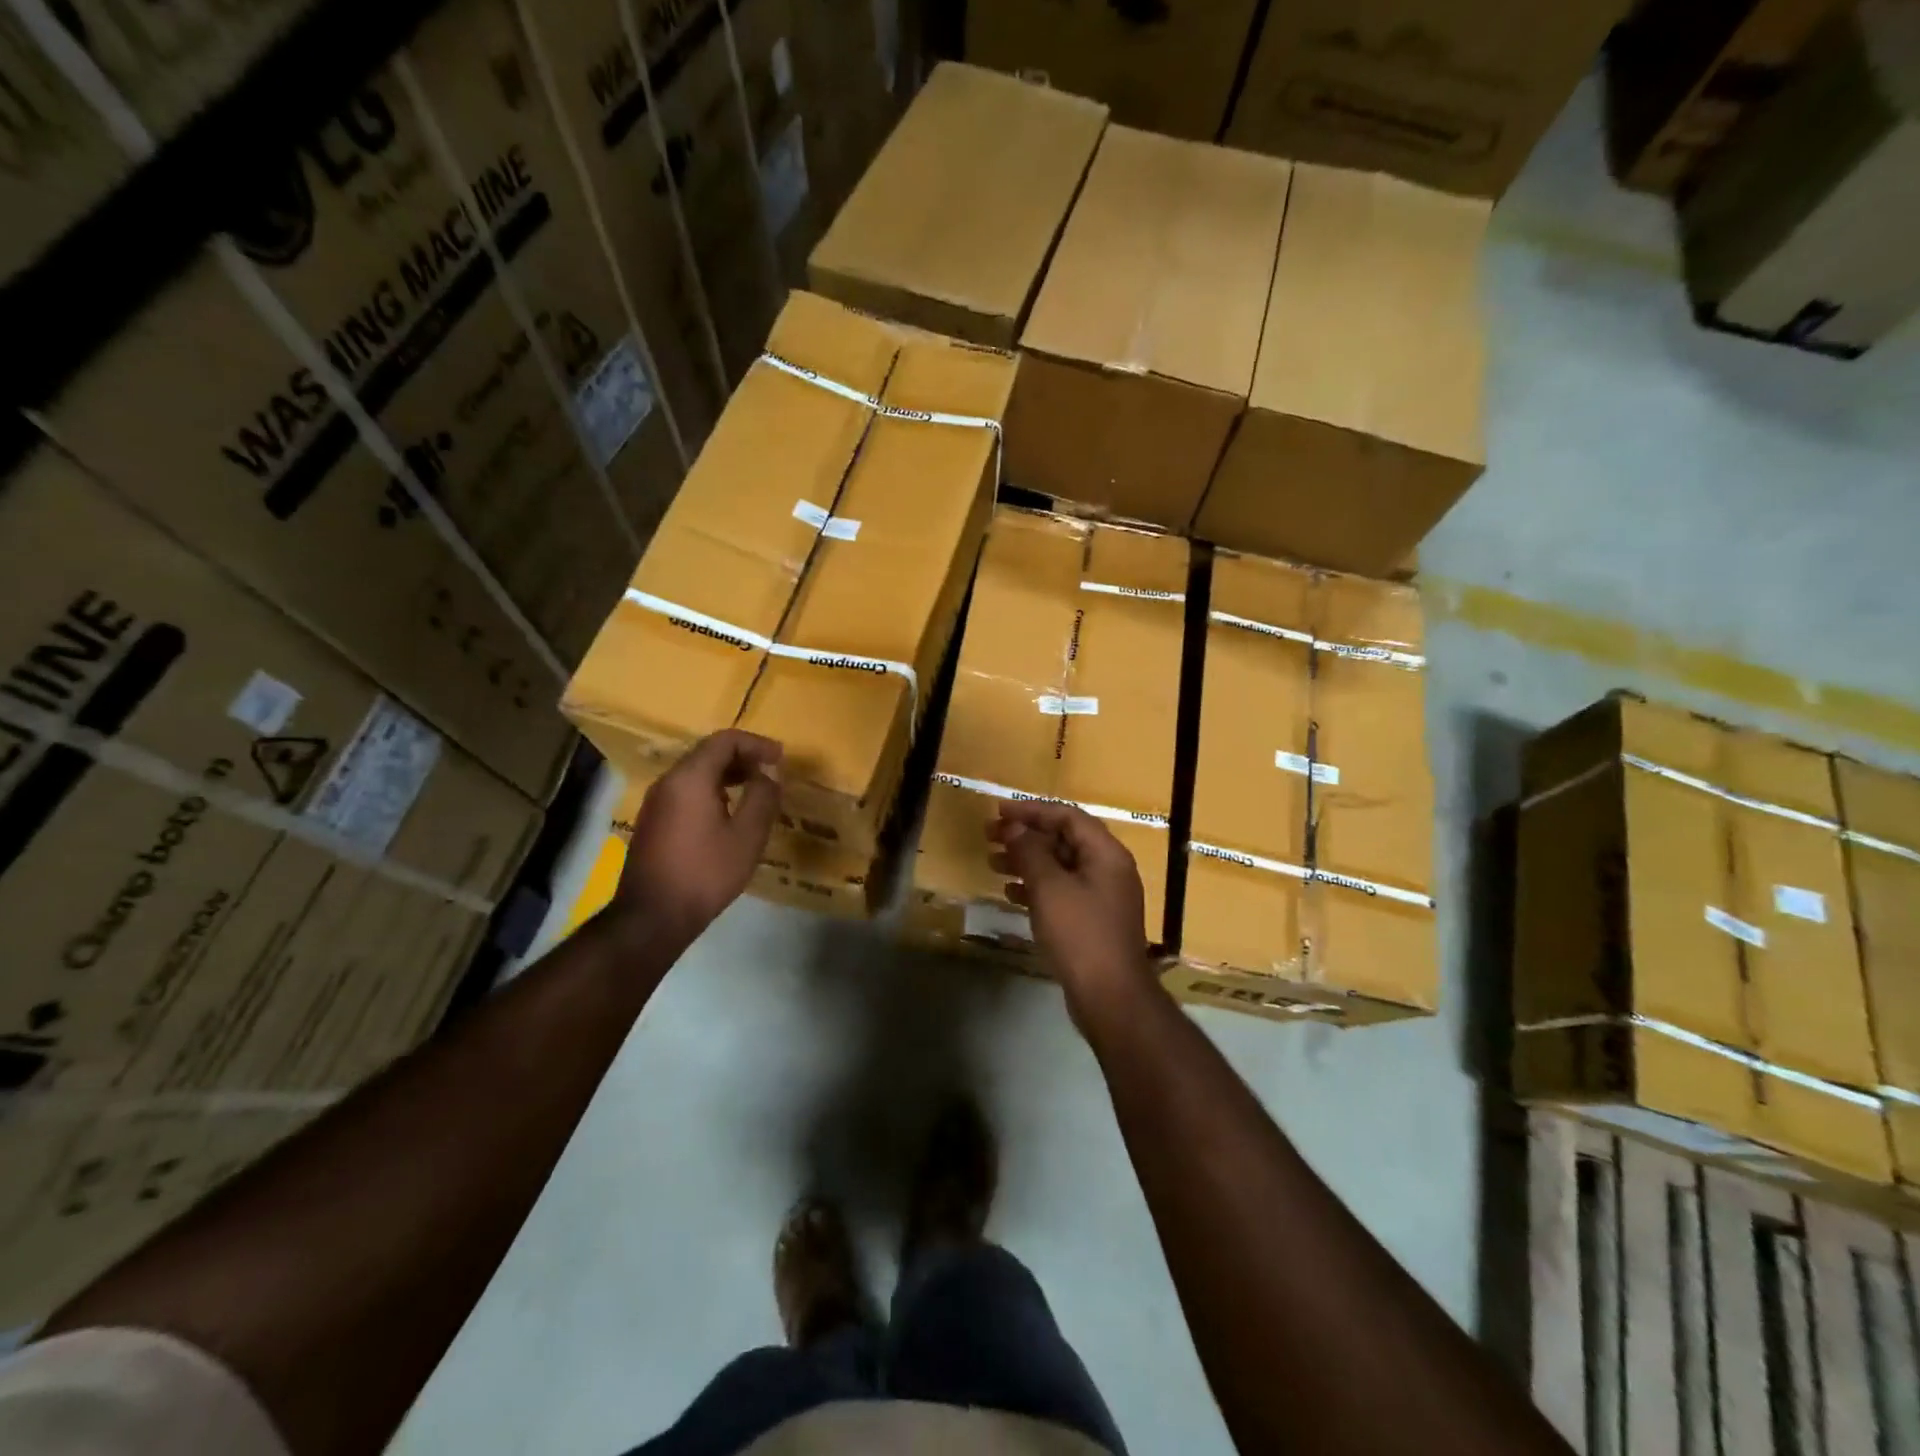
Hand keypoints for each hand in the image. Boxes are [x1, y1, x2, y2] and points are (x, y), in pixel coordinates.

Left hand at [611, 730, 783, 948]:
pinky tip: (729, 813)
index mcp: (690, 778)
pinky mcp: (653, 821)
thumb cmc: (706, 873)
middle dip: (743, 757)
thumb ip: (763, 796)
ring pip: (696, 773)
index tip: (780, 759)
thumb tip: (770, 771)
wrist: (652, 917)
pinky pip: (686, 791)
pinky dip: (712, 790)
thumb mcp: (747, 835)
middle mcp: (668, 781)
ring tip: (755, 791)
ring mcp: (656, 802)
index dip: (757, 744)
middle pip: (708, 753)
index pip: (725, 740)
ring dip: (728, 774)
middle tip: (771, 773)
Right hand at [988, 802, 1155, 1027]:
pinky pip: (1061, 892)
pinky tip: (1010, 894)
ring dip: (1026, 861)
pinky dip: (1036, 888)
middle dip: (1025, 836)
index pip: (1067, 816)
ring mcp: (1101, 896)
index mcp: (1105, 853)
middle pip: (1063, 840)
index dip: (1031, 811)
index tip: (999, 811)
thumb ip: (1030, 852)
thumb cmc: (1080, 934)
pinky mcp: (1092, 921)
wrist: (1111, 997)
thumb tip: (1014, 827)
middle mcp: (1108, 869)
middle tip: (989, 836)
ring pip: (1059, 867)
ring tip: (992, 863)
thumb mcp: (1049, 888)